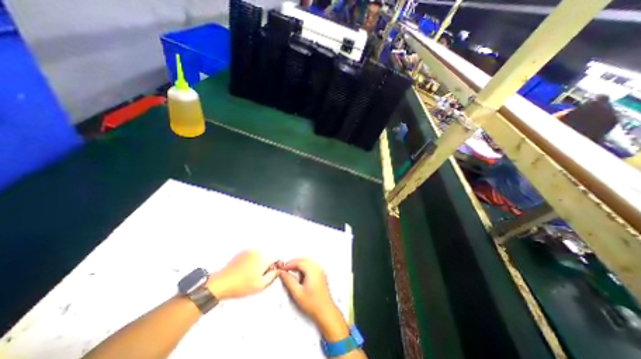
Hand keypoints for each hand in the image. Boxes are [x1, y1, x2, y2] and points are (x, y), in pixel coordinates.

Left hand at [206, 250, 278, 299]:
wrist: (221, 283)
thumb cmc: (241, 285)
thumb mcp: (261, 285)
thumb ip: (273, 276)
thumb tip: (277, 270)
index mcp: (263, 258)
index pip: (276, 258)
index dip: (276, 266)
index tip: (272, 273)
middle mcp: (257, 251)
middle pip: (268, 256)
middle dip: (267, 265)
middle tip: (260, 276)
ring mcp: (249, 251)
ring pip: (260, 256)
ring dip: (259, 263)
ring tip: (251, 275)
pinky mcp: (242, 252)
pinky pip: (252, 255)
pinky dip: (252, 261)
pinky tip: (245, 271)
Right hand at [279, 258, 348, 339]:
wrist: (326, 312)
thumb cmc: (313, 304)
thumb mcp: (297, 293)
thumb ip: (288, 281)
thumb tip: (282, 273)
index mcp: (313, 271)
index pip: (299, 262)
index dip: (290, 264)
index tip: (283, 268)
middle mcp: (318, 268)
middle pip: (304, 260)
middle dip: (294, 263)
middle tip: (286, 269)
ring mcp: (320, 271)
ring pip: (308, 262)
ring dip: (299, 264)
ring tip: (291, 271)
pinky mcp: (321, 275)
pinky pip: (311, 266)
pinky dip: (304, 267)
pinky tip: (299, 275)